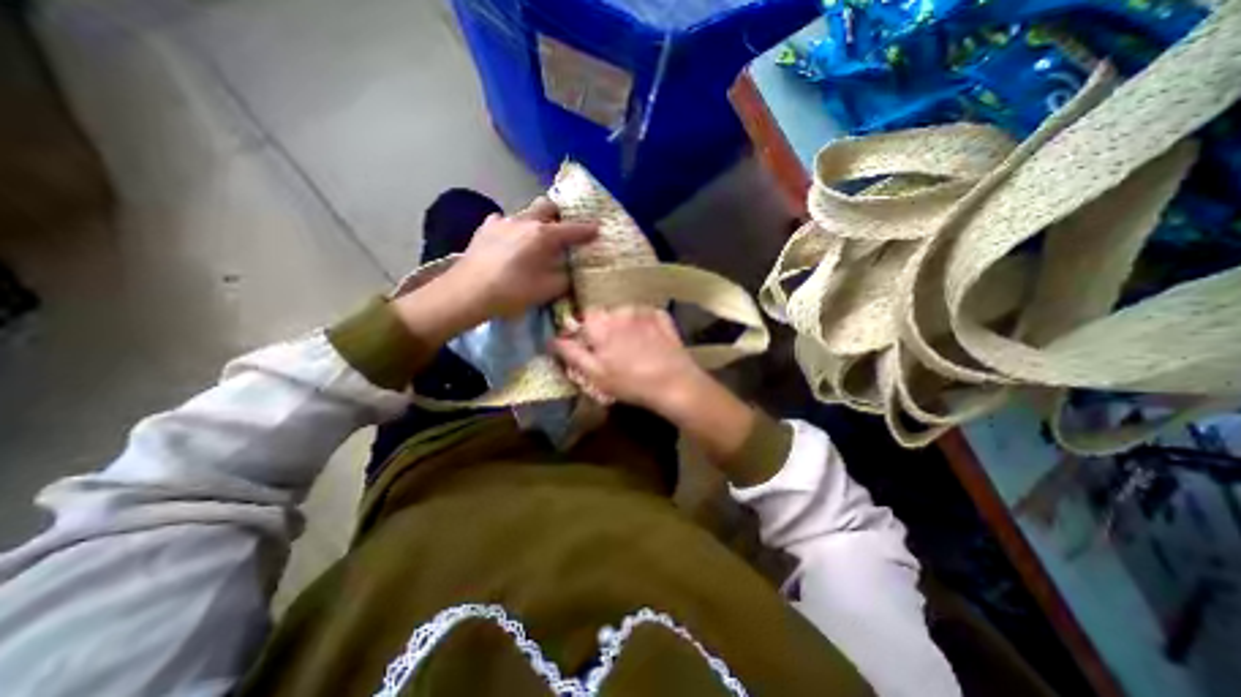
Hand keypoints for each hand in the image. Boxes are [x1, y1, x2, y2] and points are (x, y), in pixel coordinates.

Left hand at [448, 196, 597, 320]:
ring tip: (536, 238)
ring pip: (526, 212)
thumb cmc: (513, 291)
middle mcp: (525, 220)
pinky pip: (504, 221)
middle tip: (564, 229)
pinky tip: (510, 240)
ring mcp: (503, 221)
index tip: (598, 229)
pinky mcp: (485, 228)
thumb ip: (565, 278)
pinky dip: (513, 228)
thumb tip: (571, 271)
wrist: (468, 292)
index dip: (588, 230)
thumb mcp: (548, 289)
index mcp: (544, 235)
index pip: (573, 229)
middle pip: (547, 206)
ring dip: (536, 221)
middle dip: (559, 215)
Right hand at [550, 308, 712, 416]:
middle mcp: (620, 310)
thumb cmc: (630, 382)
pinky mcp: (662, 316)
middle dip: (605, 328)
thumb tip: (553, 339)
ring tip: (634, 347)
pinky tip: (649, 341)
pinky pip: (646, 315)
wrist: (674, 384)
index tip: (592, 347)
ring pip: (625, 313)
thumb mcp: (594, 374)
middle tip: (614, 351)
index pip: (584, 317)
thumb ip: (572, 353)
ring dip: (625, 325)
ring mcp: (643, 311)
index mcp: (600, 323)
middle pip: (606, 314)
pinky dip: (644, 324)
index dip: (586, 331)